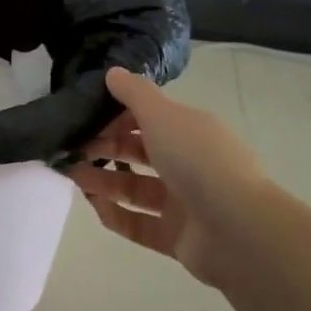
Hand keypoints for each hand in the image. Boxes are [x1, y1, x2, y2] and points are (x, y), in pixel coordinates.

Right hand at [68, 67, 274, 292]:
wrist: (238, 230)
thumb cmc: (197, 160)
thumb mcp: (162, 115)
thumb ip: (134, 93)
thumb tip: (112, 72)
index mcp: (191, 131)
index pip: (149, 117)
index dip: (117, 115)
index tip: (86, 115)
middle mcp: (189, 163)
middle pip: (140, 152)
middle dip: (106, 147)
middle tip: (73, 147)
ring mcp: (184, 203)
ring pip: (136, 188)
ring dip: (104, 180)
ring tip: (73, 175)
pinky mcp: (177, 237)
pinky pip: (139, 224)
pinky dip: (115, 215)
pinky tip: (92, 205)